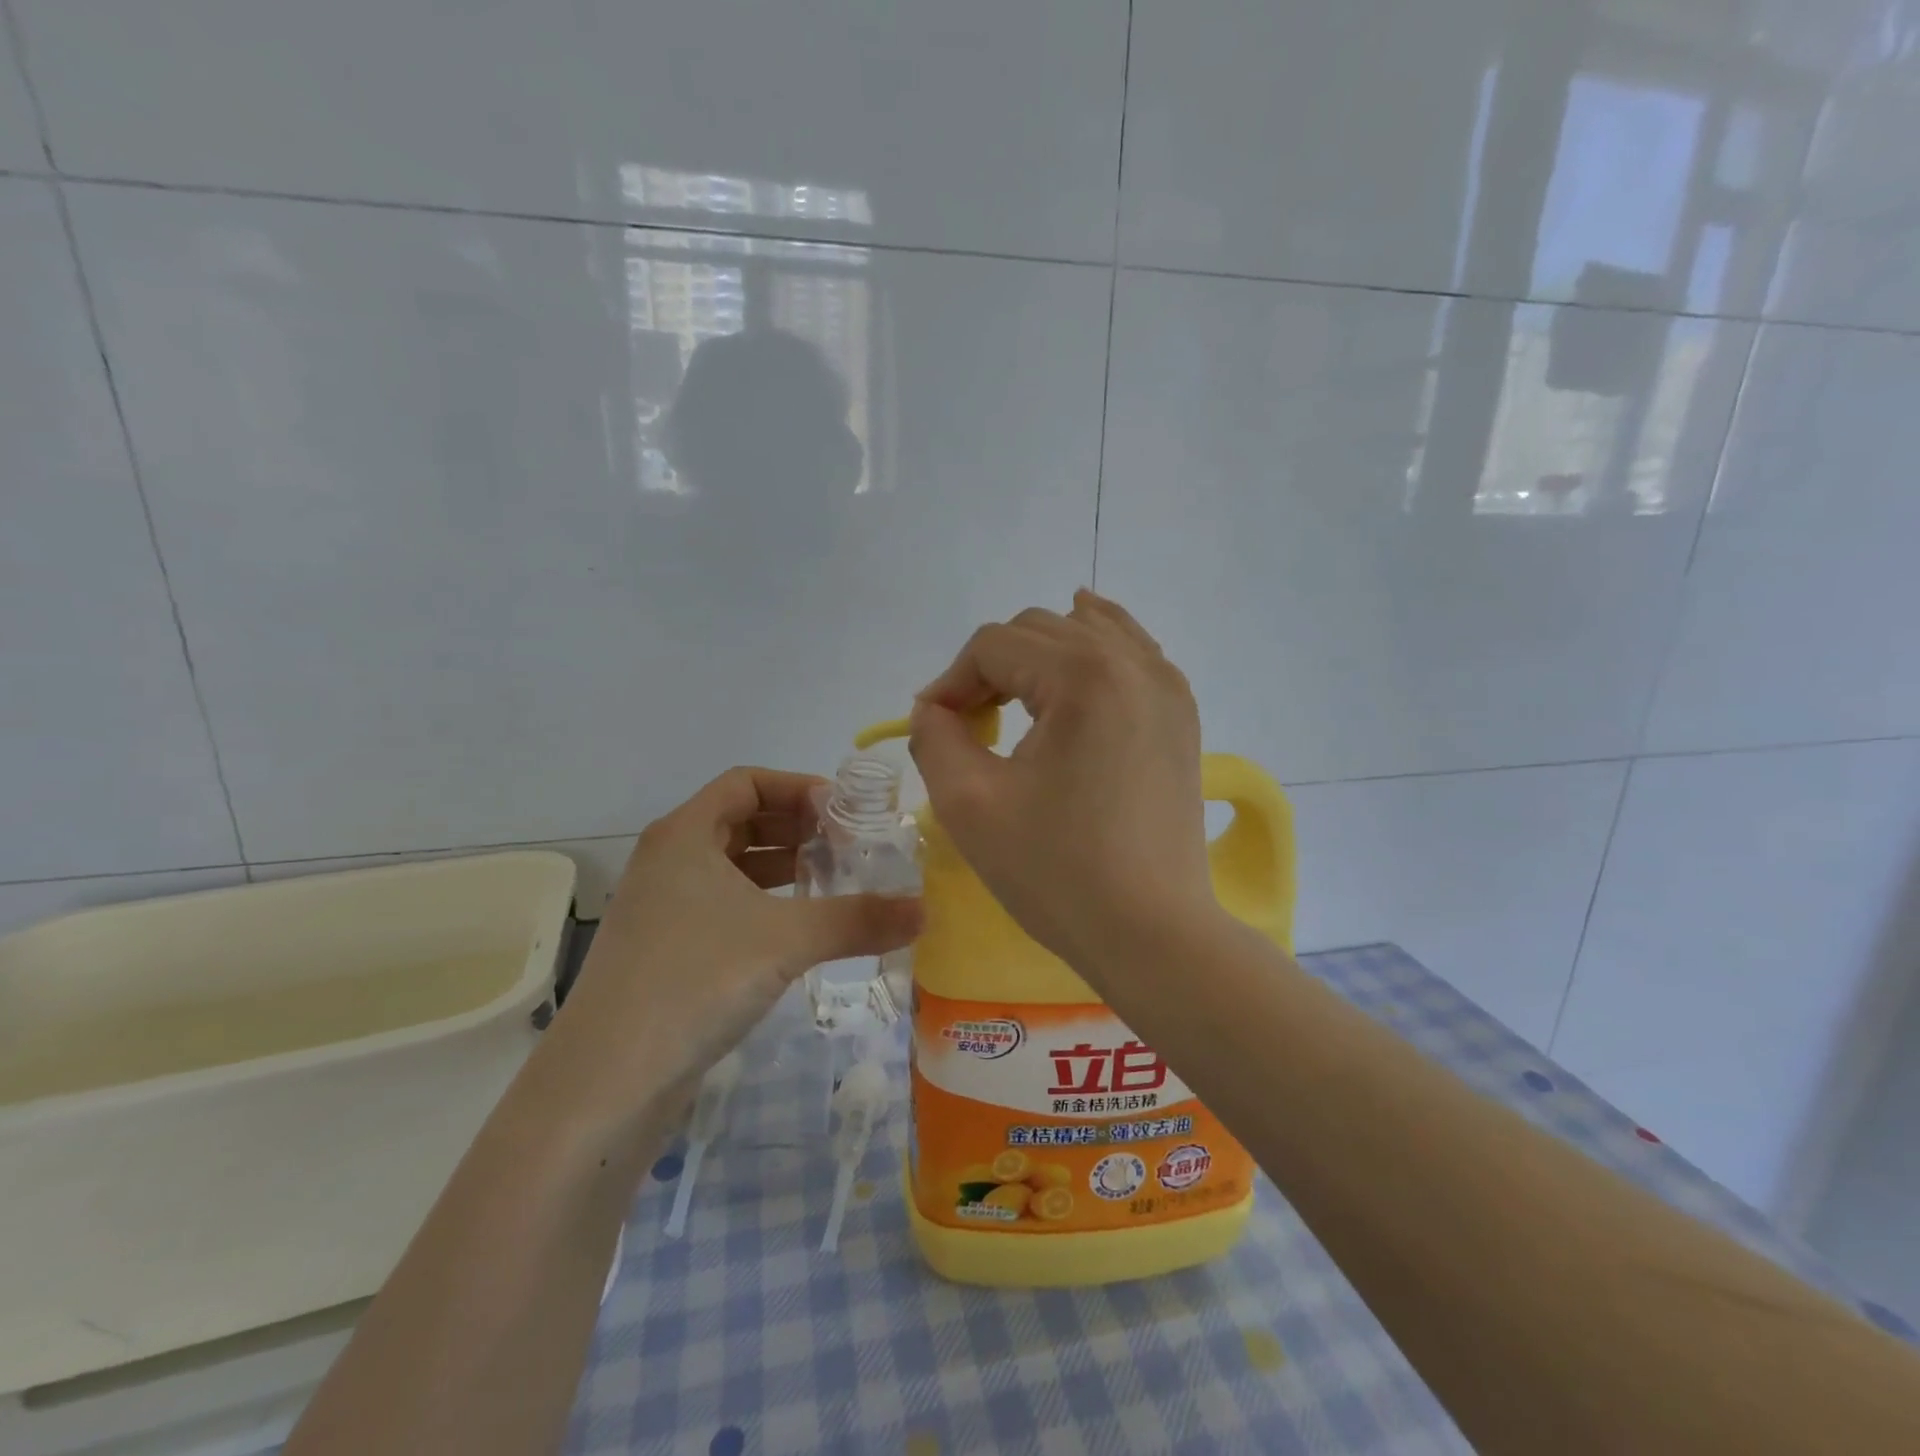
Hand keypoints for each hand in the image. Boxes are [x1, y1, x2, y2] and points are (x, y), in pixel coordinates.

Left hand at [547, 768, 922, 1116]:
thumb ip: (859, 919)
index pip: (747, 782)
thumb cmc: (695, 980)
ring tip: (832, 882)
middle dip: (796, 828)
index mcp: (685, 834)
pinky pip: (723, 903)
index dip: (798, 788)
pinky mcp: (665, 947)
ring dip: (782, 867)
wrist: (608, 1080)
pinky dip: (763, 902)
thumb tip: (924, 910)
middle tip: (848, 846)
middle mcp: (669, 859)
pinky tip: (797, 928)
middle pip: (740, 820)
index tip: (844, 813)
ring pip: (732, 865)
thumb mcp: (787, 940)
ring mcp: (663, 906)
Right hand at [908, 590, 1222, 977]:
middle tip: (969, 726)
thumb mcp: (969, 803)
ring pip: (1087, 632)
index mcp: (1084, 676)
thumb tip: (935, 708)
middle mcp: (1133, 663)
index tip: (934, 729)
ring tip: (1015, 703)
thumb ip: (935, 738)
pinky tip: (1076, 661)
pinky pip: (1130, 654)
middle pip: (1039, 631)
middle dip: (991, 669)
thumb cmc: (1056, 872)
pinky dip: (1093, 651)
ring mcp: (1167, 686)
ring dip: (1039, 657)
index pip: (994, 646)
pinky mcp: (1180, 715)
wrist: (1152, 933)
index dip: (951, 681)